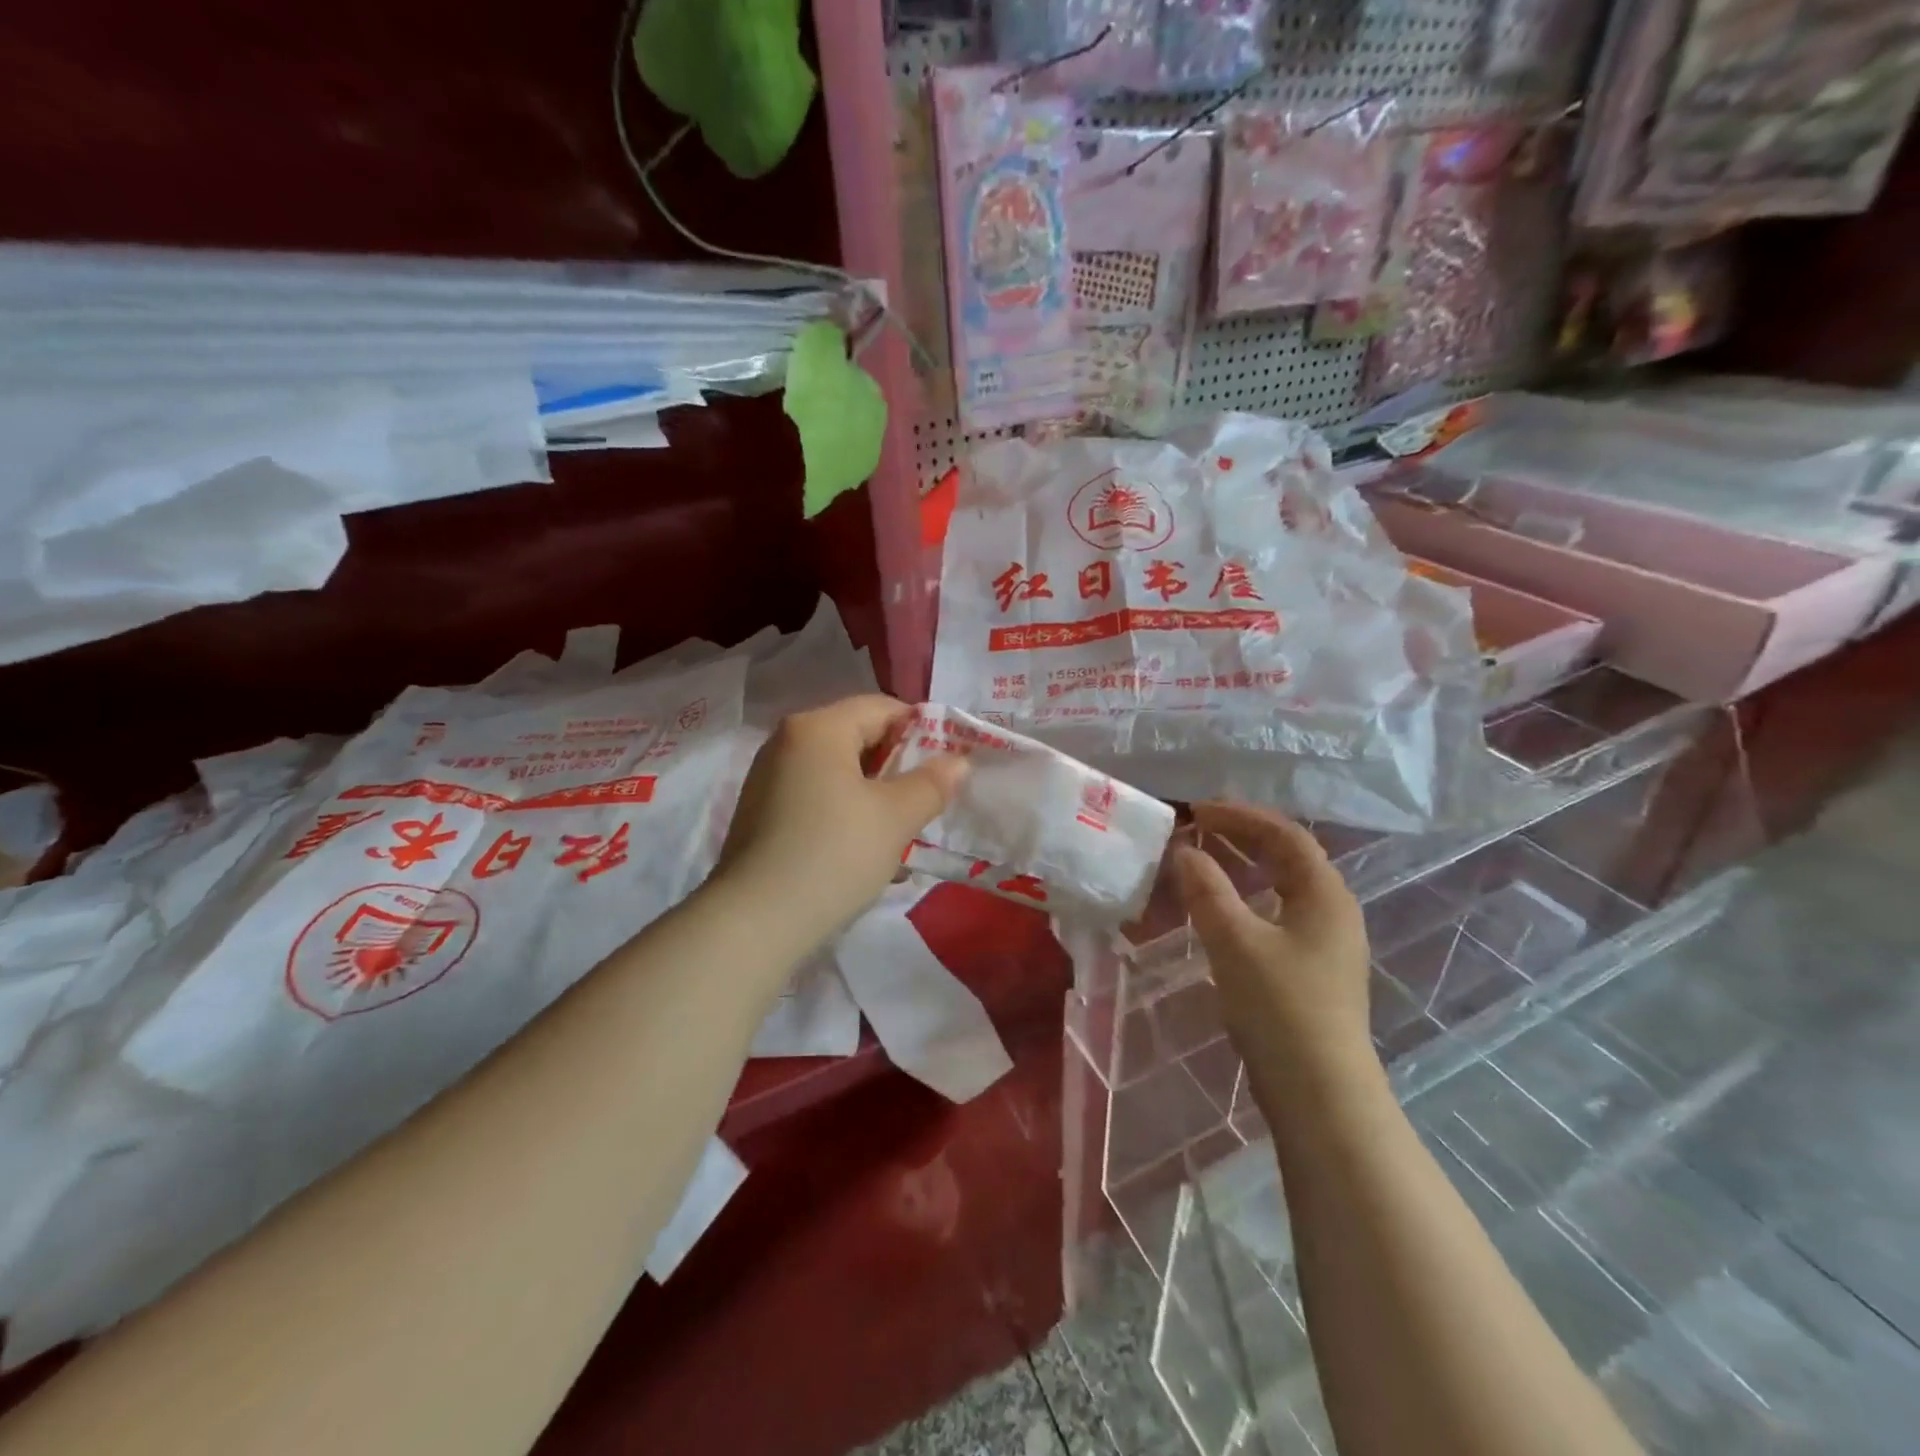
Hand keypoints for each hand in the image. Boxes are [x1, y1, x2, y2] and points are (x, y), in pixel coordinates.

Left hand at [713, 695, 965, 950]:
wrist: (755, 922)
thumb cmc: (834, 854)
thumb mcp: (895, 818)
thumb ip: (932, 783)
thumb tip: (958, 761)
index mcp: (817, 727)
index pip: (882, 707)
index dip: (922, 730)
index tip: (947, 764)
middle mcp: (786, 741)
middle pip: (856, 735)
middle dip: (897, 764)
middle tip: (927, 798)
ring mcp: (768, 777)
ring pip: (837, 769)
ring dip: (873, 790)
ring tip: (899, 826)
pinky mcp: (761, 812)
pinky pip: (815, 794)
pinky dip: (844, 808)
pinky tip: (861, 845)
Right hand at [1172, 802, 1375, 1087]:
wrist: (1320, 1094)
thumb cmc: (1280, 1008)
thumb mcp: (1235, 941)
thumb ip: (1207, 890)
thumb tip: (1185, 852)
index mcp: (1325, 894)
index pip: (1284, 834)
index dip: (1240, 816)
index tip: (1196, 811)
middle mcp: (1333, 910)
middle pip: (1288, 856)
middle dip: (1241, 837)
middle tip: (1197, 829)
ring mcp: (1326, 943)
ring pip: (1281, 887)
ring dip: (1242, 867)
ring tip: (1202, 859)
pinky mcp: (1312, 970)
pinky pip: (1277, 913)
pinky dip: (1246, 898)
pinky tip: (1219, 910)